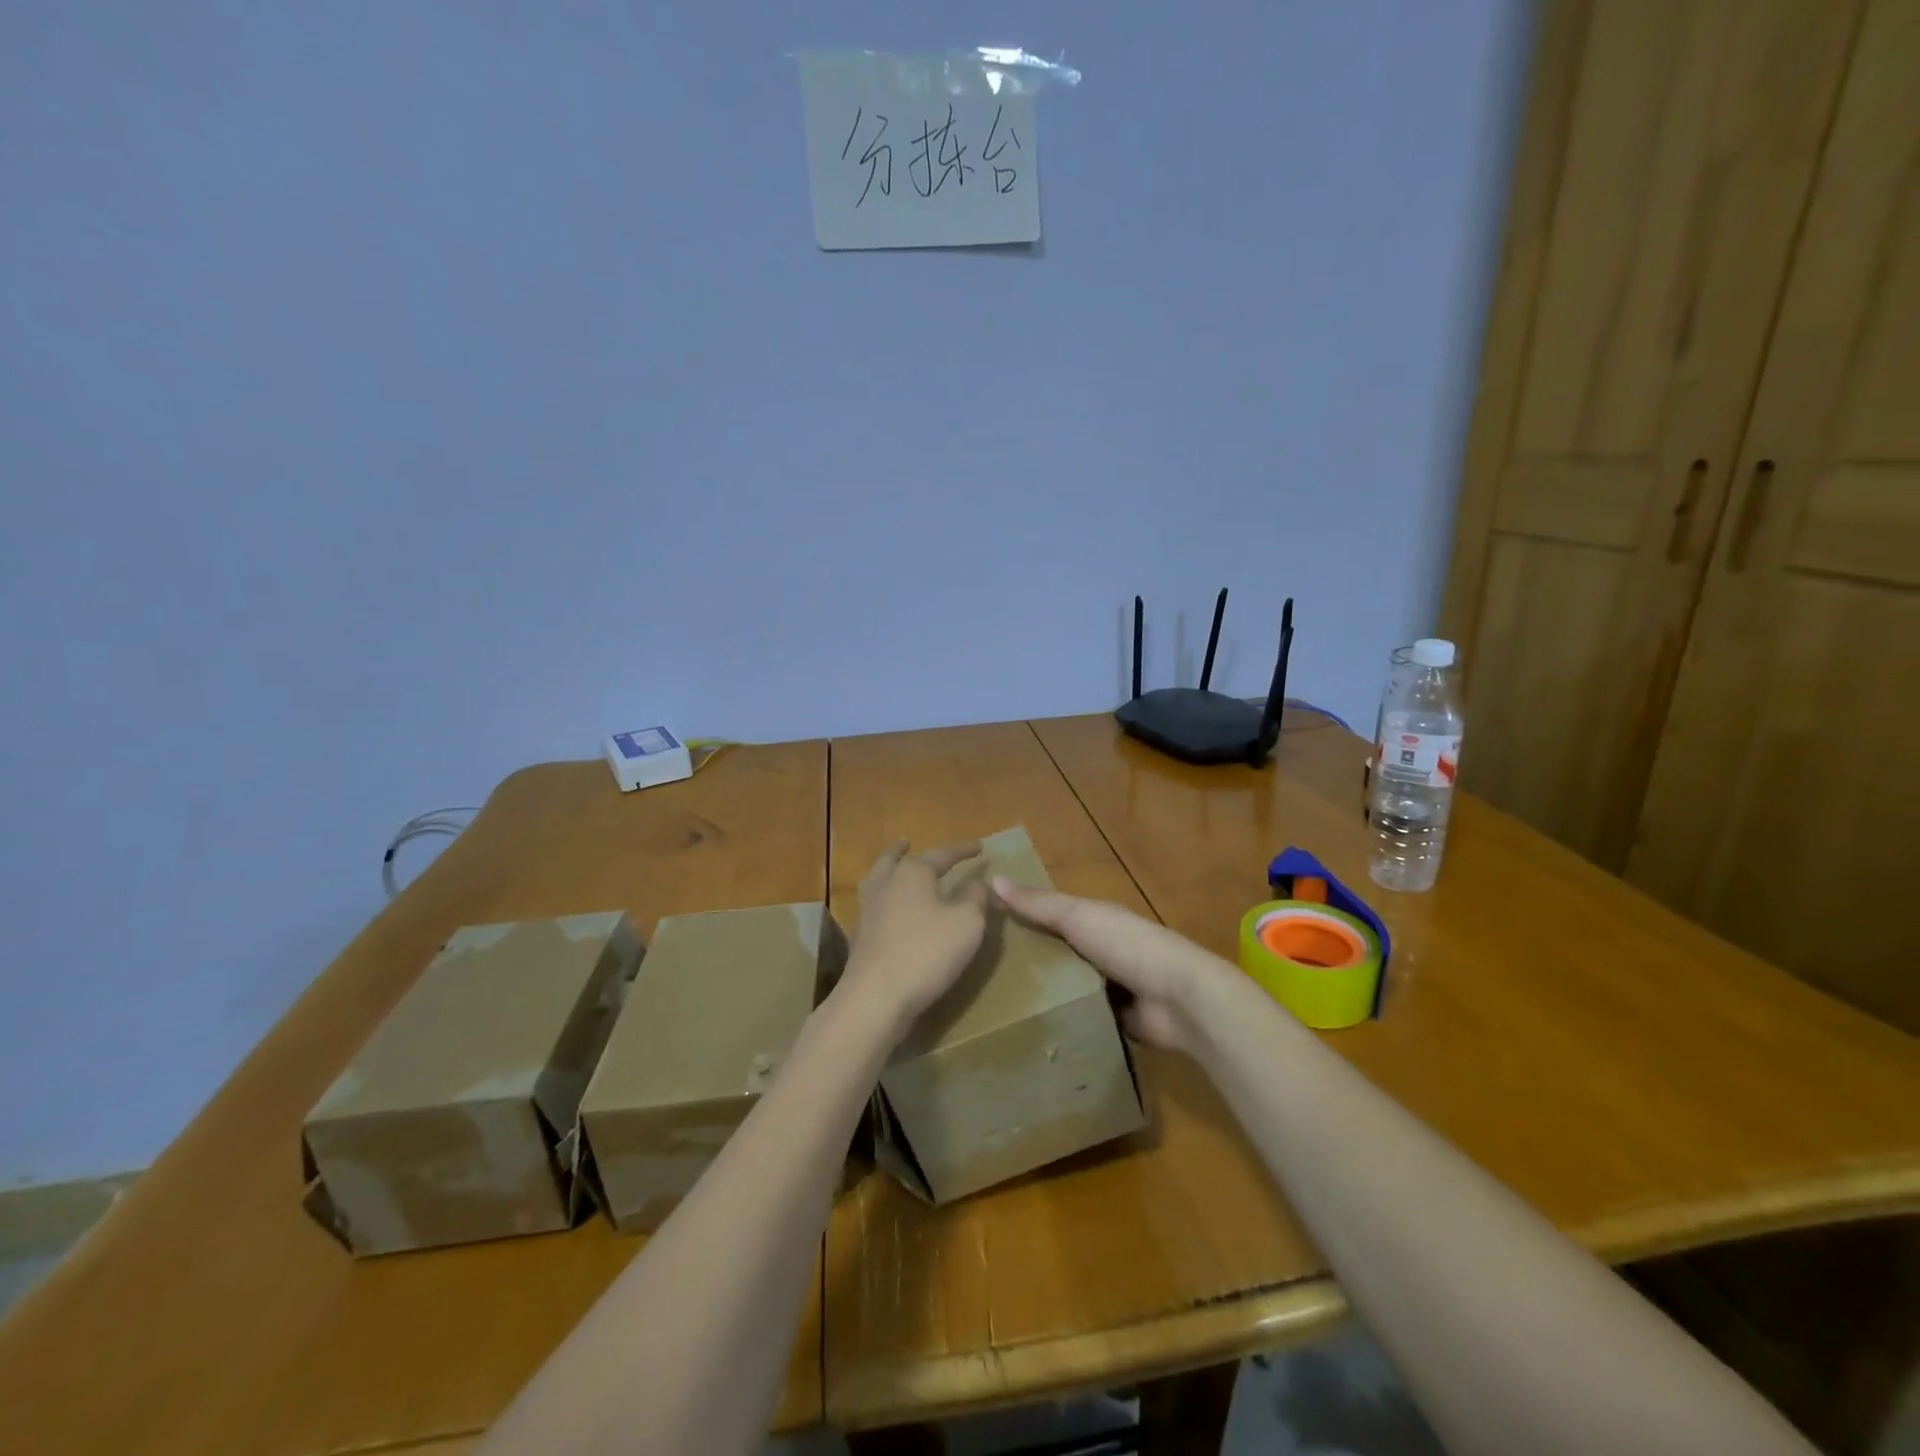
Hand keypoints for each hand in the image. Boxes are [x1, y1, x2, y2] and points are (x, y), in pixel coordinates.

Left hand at [838, 840, 989, 1040]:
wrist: (876, 997)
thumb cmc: (927, 951)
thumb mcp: (967, 922)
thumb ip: (976, 897)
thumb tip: (977, 883)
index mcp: (913, 872)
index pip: (943, 854)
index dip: (963, 851)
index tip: (979, 847)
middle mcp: (886, 883)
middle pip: (895, 859)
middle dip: (904, 851)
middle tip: (907, 841)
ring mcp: (869, 910)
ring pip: (878, 879)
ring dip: (888, 870)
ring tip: (894, 867)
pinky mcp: (861, 936)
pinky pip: (875, 905)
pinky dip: (885, 899)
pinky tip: (890, 909)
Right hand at [993, 880, 1231, 1052]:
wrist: (1178, 998)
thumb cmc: (1127, 945)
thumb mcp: (1078, 916)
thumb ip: (1039, 904)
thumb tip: (993, 879)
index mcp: (1096, 918)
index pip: (1051, 913)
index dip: (1021, 915)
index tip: (982, 926)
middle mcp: (1101, 949)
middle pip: (1056, 950)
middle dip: (1027, 958)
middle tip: (979, 971)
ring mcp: (1109, 986)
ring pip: (1065, 985)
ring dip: (1042, 992)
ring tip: (994, 1003)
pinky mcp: (1113, 1019)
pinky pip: (1078, 1015)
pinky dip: (1060, 1018)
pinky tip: (1026, 1027)